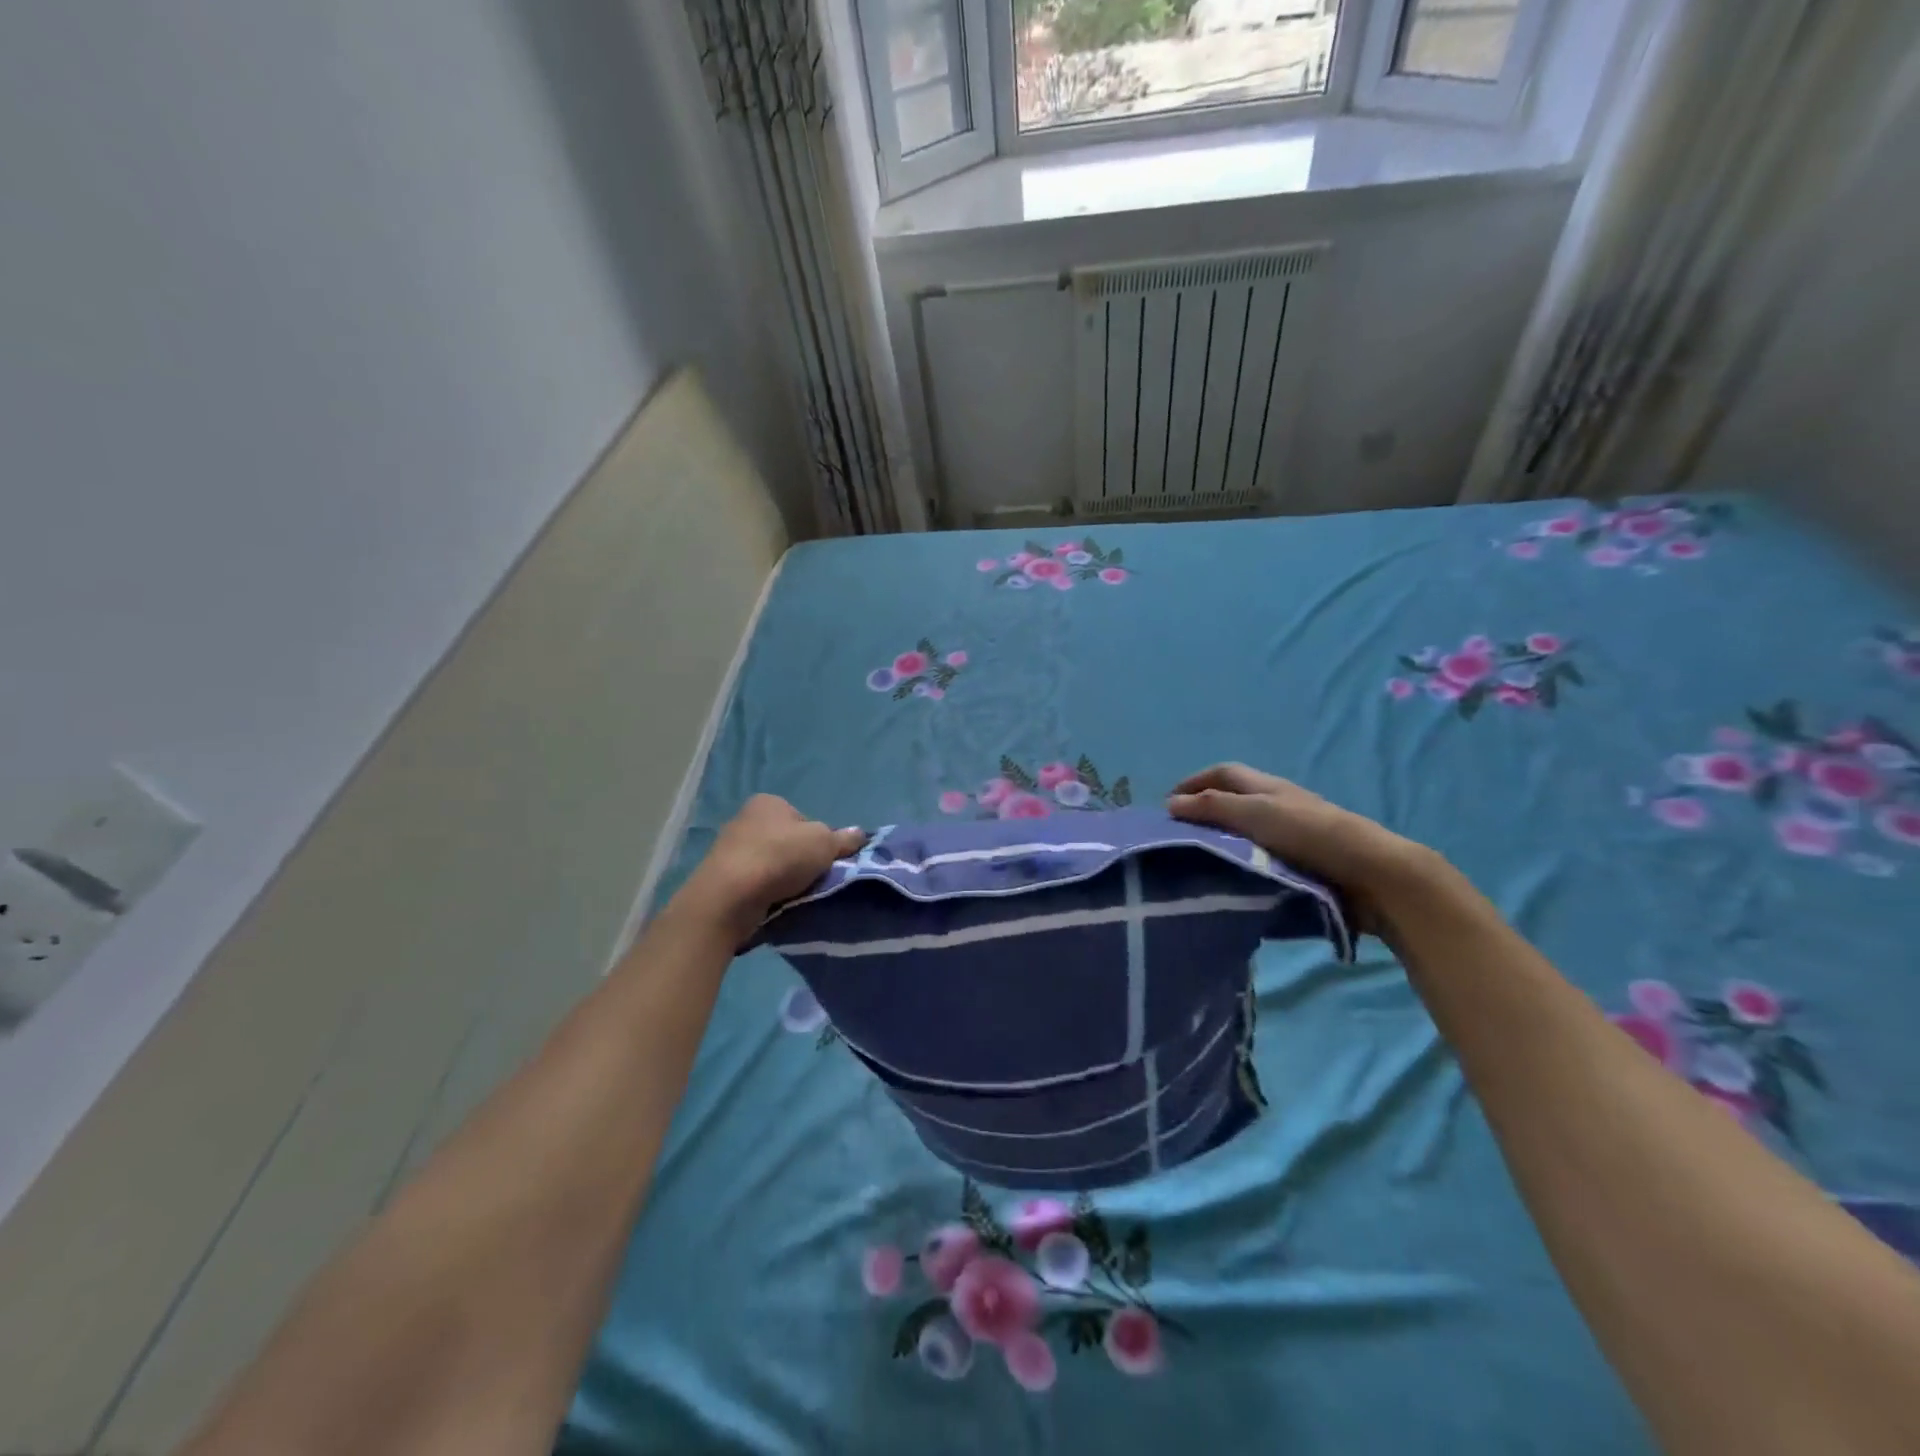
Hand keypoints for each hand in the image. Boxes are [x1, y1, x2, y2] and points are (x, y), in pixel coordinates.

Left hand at [676, 795, 864, 942]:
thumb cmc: (780, 857)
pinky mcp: (721, 877)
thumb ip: (843, 839)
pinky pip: (754, 883)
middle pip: (786, 841)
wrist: (729, 896)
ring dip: (782, 878)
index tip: (824, 860)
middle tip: (812, 880)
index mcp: (769, 802)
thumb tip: (859, 833)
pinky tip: (773, 904)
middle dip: (799, 860)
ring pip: (770, 864)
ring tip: (794, 896)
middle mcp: (746, 819)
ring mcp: (729, 849)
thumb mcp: (824, 843)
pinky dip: (765, 892)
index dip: (819, 840)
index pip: (804, 819)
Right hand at [1167, 764, 1426, 929]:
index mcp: (1268, 788)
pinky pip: (1261, 859)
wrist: (1373, 875)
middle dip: (1204, 812)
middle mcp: (1278, 806)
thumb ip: (1214, 807)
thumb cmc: (1312, 835)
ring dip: (1221, 841)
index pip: (1223, 774)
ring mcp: (1292, 836)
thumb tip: (1171, 804)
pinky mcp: (1302, 865)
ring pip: (1246, 832)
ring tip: (1196, 861)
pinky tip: (1229, 881)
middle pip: (1234, 801)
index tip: (1166, 804)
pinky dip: (1241, 864)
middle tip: (1177, 836)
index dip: (1194, 782)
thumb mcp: (1257, 814)